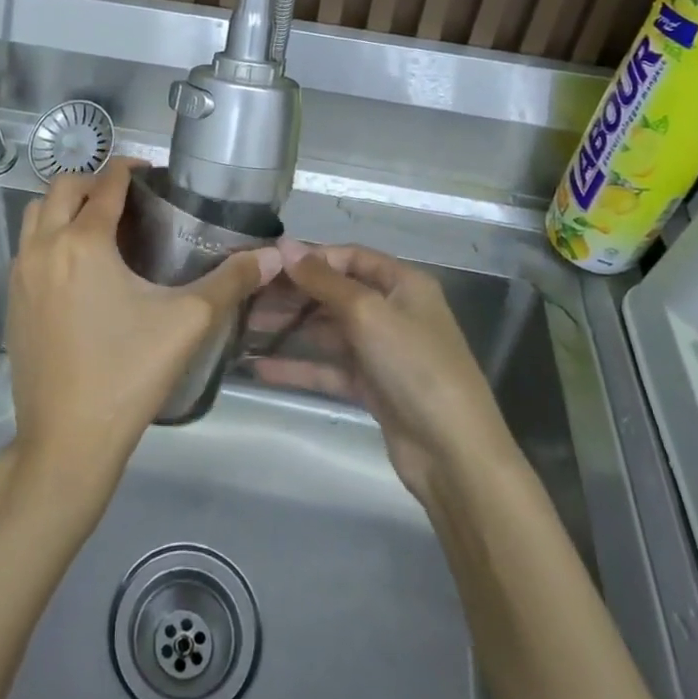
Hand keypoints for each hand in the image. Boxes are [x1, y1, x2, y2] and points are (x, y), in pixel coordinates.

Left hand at [6, 157, 280, 509]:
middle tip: (129, 197)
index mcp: (82, 243)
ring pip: (36, 215)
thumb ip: (231, 282)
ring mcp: (20, 275)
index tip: (152, 172)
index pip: (105, 184)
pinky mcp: (11, 301)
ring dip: (65, 206)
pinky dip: (49, 236)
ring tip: (101, 224)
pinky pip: (27, 247)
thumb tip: (274, 255)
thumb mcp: (187, 323)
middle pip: (61, 188)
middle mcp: (43, 248)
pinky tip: (79, 267)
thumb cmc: (128, 374)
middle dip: (94, 181)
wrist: (66, 442)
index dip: (129, 169)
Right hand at [265, 243, 517, 512]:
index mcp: (402, 284)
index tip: (266, 262)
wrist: (452, 453)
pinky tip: (259, 367)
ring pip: (328, 330)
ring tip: (245, 326)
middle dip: (293, 293)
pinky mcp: (371, 386)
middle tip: (247, 295)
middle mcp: (392, 310)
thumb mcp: (368, 313)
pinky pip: (329, 367)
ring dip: (290, 328)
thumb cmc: (414, 366)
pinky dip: (299, 366)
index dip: (310, 257)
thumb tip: (285, 245)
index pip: (349, 257)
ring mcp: (382, 351)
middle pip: (335, 292)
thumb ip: (323, 280)